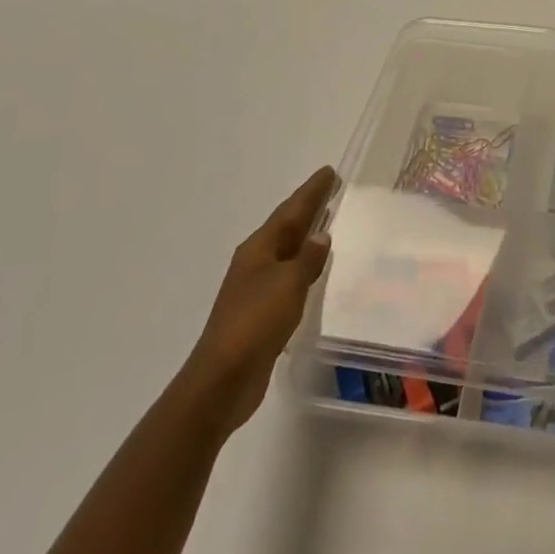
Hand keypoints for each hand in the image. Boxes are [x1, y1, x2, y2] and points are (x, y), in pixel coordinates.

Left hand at [178, 166, 337, 434]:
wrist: (222, 382)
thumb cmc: (255, 323)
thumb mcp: (288, 284)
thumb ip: (308, 259)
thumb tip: (321, 235)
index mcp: (259, 248)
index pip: (291, 210)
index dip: (312, 191)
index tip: (330, 172)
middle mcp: (255, 262)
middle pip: (286, 227)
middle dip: (309, 208)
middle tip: (332, 190)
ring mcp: (255, 289)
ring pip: (287, 252)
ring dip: (306, 237)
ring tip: (329, 225)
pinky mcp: (260, 314)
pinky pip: (288, 278)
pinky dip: (303, 267)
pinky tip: (315, 272)